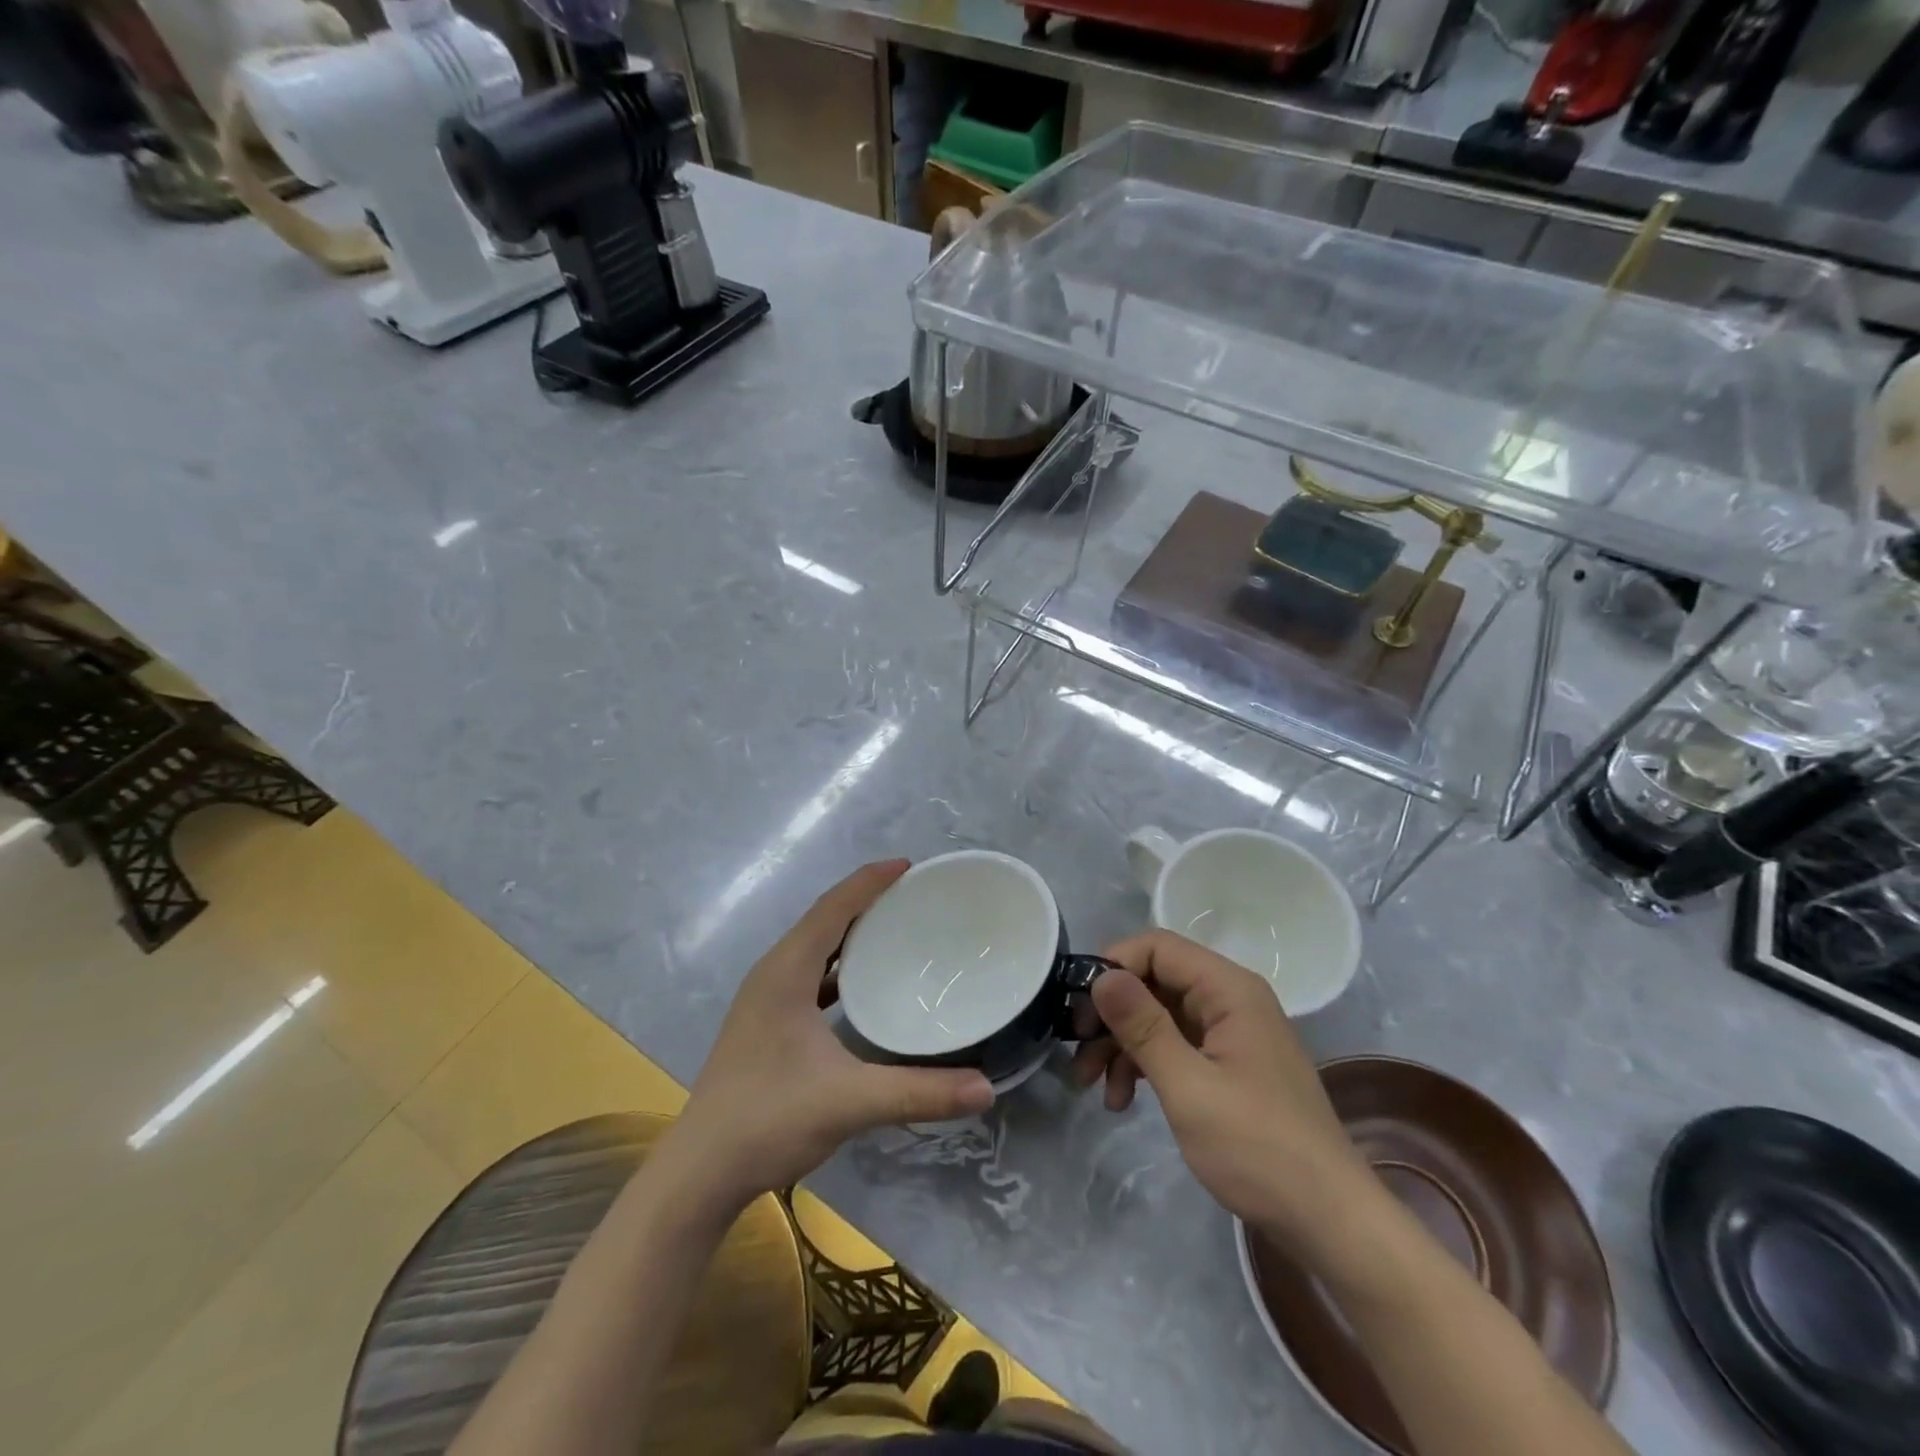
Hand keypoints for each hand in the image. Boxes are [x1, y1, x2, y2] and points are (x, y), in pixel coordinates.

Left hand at [668, 861, 995, 1209]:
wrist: (700, 1173)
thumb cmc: (769, 1120)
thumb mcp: (850, 1102)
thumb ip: (919, 1093)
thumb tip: (986, 1088)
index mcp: (785, 971)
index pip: (833, 907)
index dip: (870, 881)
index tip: (909, 866)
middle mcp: (772, 974)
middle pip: (824, 920)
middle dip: (866, 901)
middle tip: (914, 897)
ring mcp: (764, 1000)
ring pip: (814, 948)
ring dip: (850, 934)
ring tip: (895, 931)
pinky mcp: (765, 1024)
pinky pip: (808, 976)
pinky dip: (838, 967)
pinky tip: (863, 987)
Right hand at [1072, 930, 1370, 1253]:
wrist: (1330, 1222)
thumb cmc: (1258, 1149)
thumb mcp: (1189, 1087)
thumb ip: (1143, 1026)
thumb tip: (1101, 976)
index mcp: (1229, 990)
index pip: (1158, 947)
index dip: (1114, 965)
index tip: (1079, 1005)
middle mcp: (1231, 1000)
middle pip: (1155, 981)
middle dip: (1111, 1013)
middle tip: (1076, 1048)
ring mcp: (1231, 1033)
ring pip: (1159, 1015)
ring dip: (1120, 1044)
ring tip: (1090, 1085)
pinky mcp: (1228, 1065)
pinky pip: (1175, 1045)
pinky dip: (1144, 1065)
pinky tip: (1121, 1100)